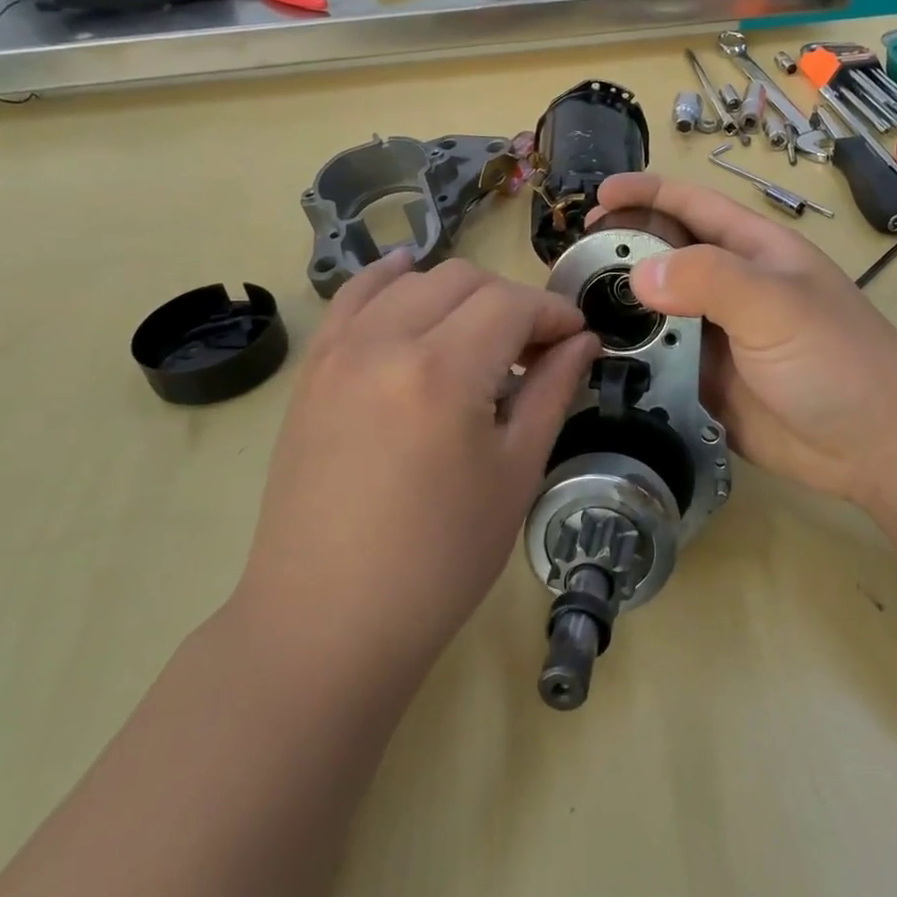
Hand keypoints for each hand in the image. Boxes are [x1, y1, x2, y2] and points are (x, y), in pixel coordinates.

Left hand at [237, 251, 601, 678]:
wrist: (329, 618)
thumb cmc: (440, 558)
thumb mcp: (515, 473)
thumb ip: (552, 391)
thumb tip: (583, 341)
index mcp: (443, 370)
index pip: (512, 304)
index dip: (554, 313)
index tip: (577, 337)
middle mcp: (385, 341)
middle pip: (464, 280)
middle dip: (512, 301)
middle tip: (534, 349)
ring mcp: (339, 350)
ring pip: (412, 280)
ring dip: (459, 293)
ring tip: (480, 338)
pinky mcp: (313, 369)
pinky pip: (352, 297)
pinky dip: (389, 280)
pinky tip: (409, 278)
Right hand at [596, 174, 896, 520]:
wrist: (876, 447)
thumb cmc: (837, 359)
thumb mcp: (777, 305)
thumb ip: (709, 279)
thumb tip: (637, 275)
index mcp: (752, 251)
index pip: (691, 206)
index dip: (646, 194)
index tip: (597, 197)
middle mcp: (731, 288)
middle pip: (664, 257)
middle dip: (620, 252)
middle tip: (571, 265)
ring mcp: (717, 338)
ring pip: (655, 313)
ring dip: (618, 311)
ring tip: (570, 315)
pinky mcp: (707, 383)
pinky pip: (659, 363)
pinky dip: (629, 361)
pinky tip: (594, 365)